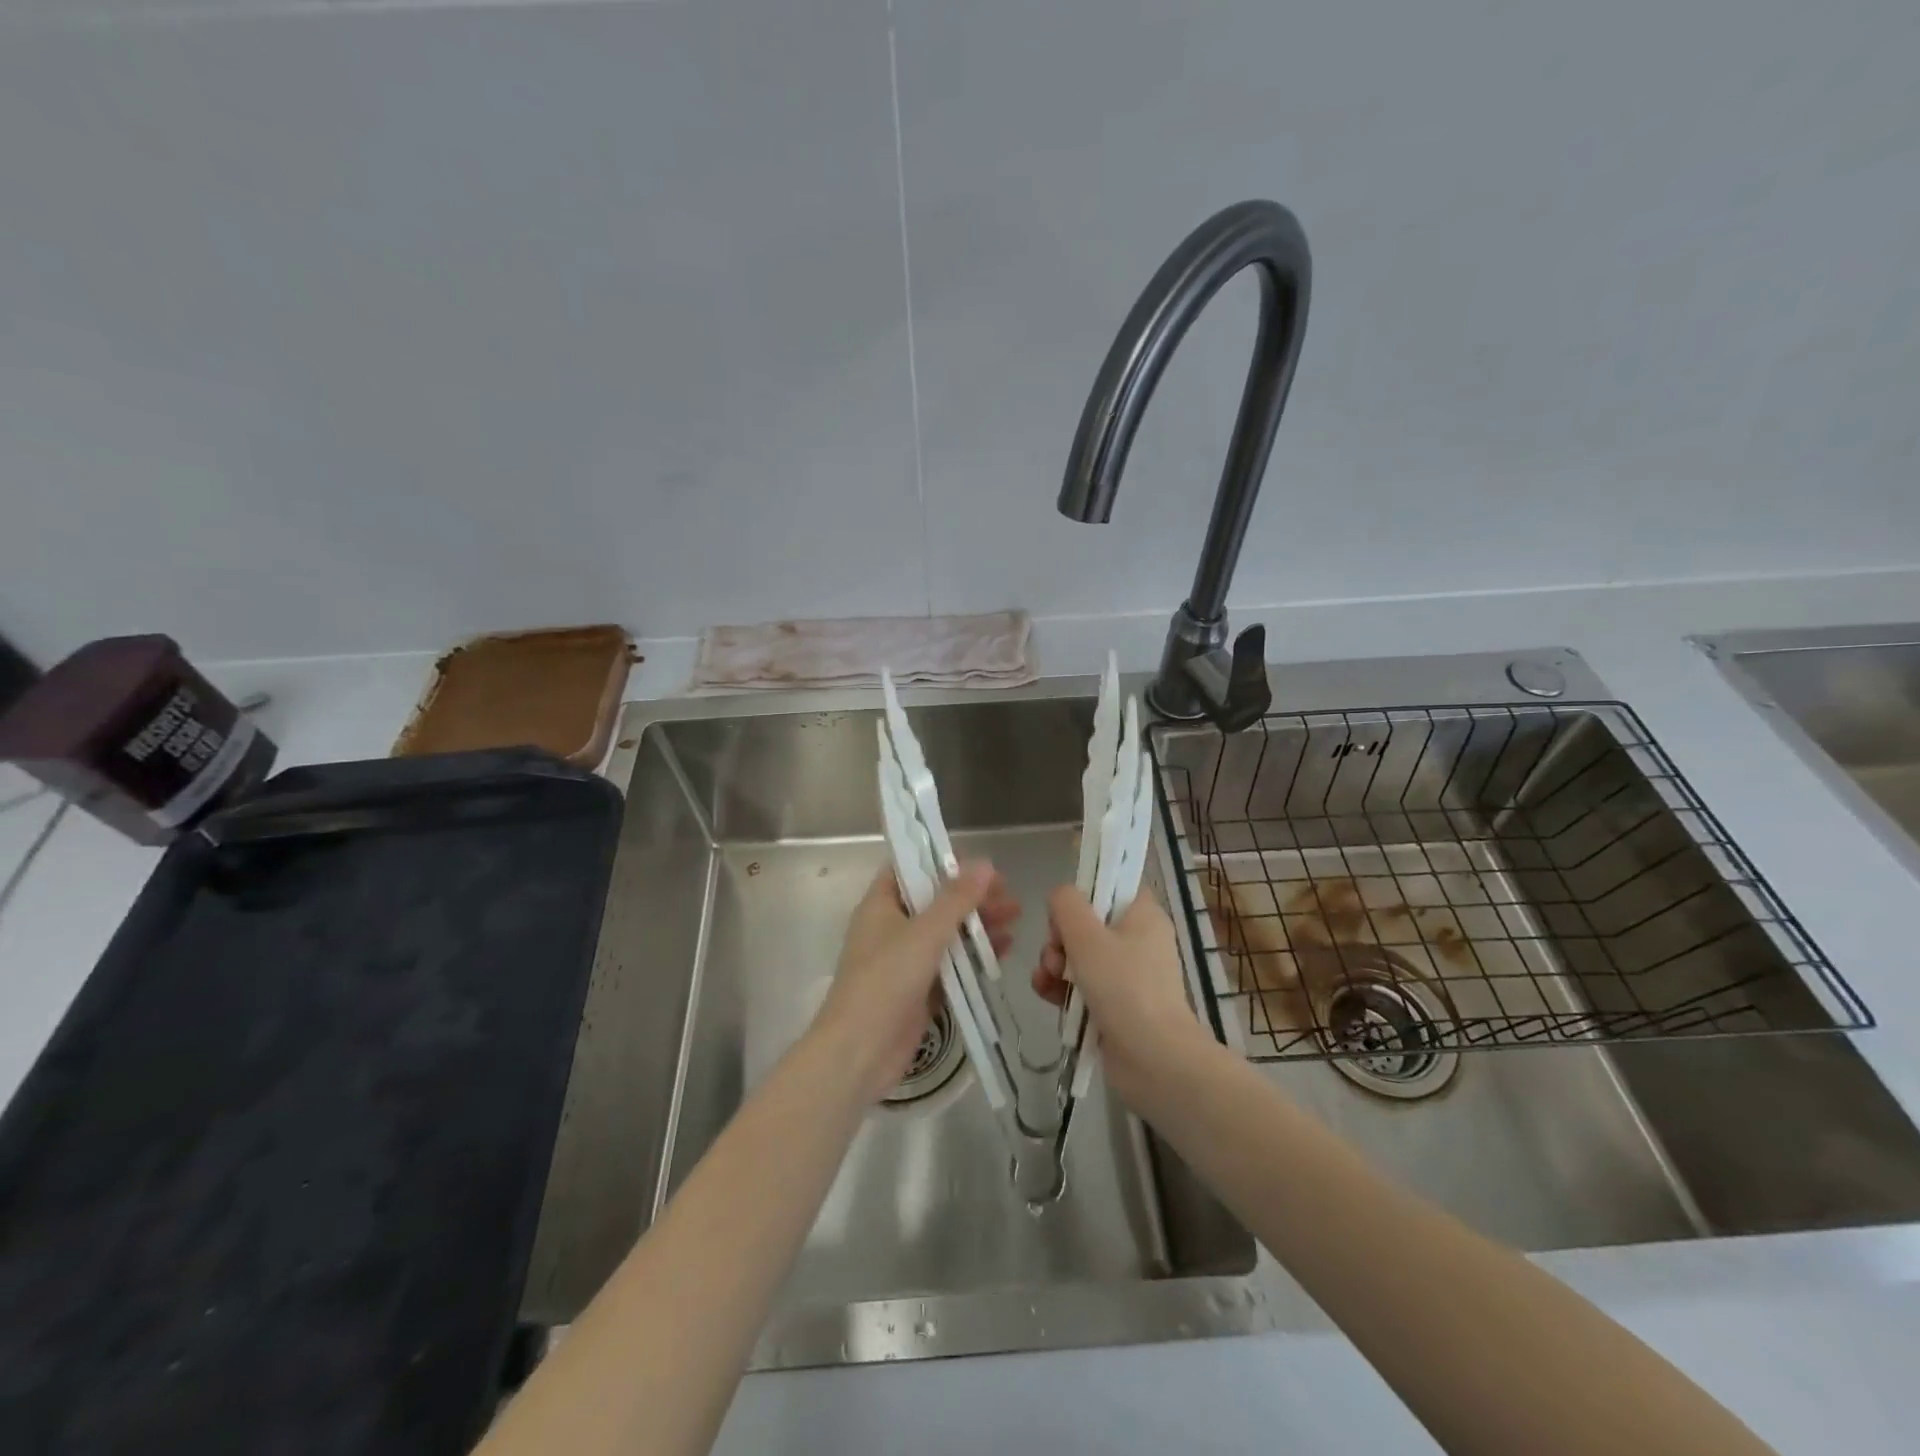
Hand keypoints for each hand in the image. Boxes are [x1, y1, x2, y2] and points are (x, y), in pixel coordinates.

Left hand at [815, 861, 1018, 1101]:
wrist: (859, 1053)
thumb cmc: (885, 982)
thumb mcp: (924, 933)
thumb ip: (956, 899)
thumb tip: (985, 864)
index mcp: (881, 905)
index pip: (910, 869)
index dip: (943, 862)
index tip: (979, 865)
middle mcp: (891, 928)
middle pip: (936, 901)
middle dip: (972, 896)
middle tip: (1009, 896)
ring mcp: (905, 961)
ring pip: (947, 933)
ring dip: (978, 924)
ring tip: (1015, 919)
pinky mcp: (919, 990)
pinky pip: (951, 964)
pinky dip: (975, 955)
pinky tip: (1004, 950)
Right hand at [1032, 886, 1210, 1107]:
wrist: (1154, 1060)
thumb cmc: (1124, 988)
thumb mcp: (1087, 936)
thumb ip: (1066, 905)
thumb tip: (1059, 896)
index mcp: (1143, 915)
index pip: (1113, 886)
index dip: (1085, 892)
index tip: (1066, 910)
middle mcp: (1138, 941)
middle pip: (1088, 922)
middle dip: (1060, 937)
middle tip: (1055, 954)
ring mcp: (1127, 976)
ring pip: (1079, 956)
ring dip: (1055, 964)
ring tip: (1048, 979)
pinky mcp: (1114, 1006)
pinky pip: (1081, 986)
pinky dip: (1062, 989)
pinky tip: (1046, 994)